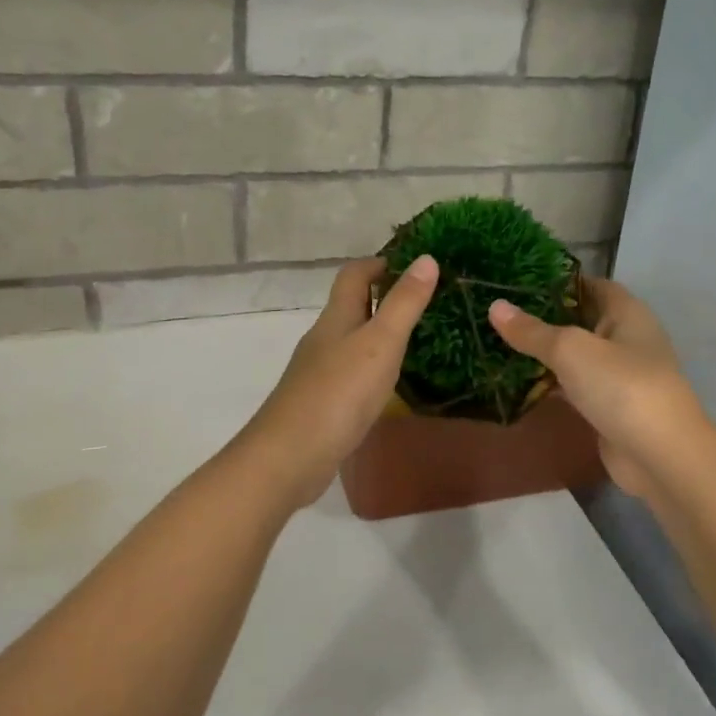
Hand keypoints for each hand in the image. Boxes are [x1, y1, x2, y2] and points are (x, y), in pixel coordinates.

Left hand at [240, 255, 439, 504]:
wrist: (289, 457)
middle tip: (427, 304)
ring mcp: (318, 372)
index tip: (416, 267)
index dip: (381, 263)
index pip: (354, 274)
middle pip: (351, 305)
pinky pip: (350, 373)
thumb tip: (426, 258)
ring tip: (418, 342)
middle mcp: (323, 338)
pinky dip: (372, 368)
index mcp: (336, 317)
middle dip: (384, 298)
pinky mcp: (321, 403)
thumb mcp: (380, 343)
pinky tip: (389, 385)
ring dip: (379, 334)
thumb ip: (404, 303)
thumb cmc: (339, 392)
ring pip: (351, 340)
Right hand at [488, 278, 706, 499]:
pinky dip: (551, 383)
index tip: (518, 282)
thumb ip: (532, 331)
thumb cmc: (620, 386)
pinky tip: (519, 382)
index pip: (590, 284)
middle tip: (501, 312)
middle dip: (544, 317)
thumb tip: (495, 306)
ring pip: (576, 355)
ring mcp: (620, 375)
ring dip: (546, 352)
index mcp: (627, 313)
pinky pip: (575, 386)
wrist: (660, 456)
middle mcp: (626, 338)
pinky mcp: (610, 407)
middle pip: (581, 319)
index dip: (558, 281)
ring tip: (500, 342)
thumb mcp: (570, 350)